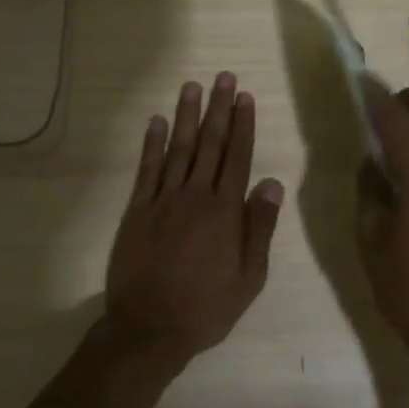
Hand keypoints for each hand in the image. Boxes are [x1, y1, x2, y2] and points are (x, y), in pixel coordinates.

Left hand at [102, 73, 284, 372]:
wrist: (149, 329)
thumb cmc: (206, 307)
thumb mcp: (249, 276)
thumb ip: (259, 227)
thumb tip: (271, 182)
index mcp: (224, 211)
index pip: (237, 157)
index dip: (242, 125)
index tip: (245, 97)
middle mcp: (194, 196)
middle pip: (210, 144)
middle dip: (218, 109)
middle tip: (223, 78)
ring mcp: (162, 200)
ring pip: (178, 149)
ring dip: (186, 116)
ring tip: (192, 87)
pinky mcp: (137, 210)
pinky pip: (146, 170)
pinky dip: (151, 144)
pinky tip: (156, 122)